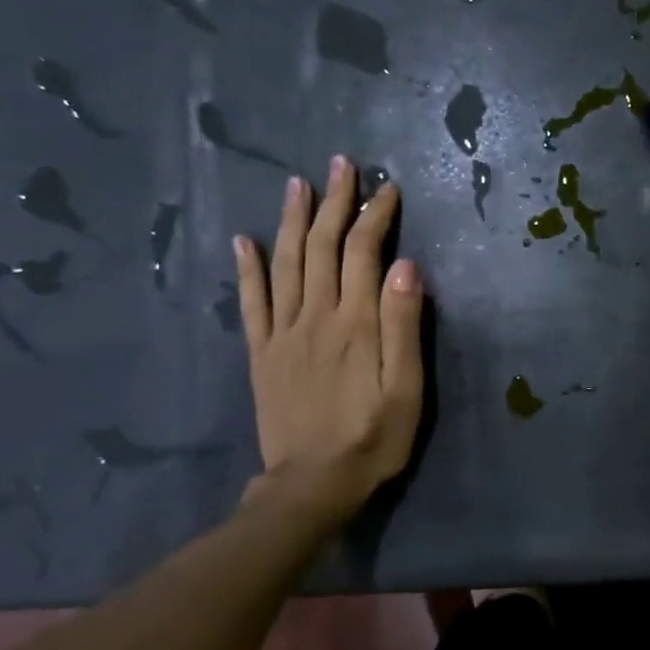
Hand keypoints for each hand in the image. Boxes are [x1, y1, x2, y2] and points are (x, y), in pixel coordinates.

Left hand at [234, 156, 424, 537]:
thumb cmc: (373, 438)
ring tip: (296, 184)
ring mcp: (283, 332)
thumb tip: (407, 266)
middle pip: (322, 246)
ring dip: (291, 220)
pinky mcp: (261, 352)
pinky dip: (246, 268)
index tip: (386, 188)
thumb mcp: (406, 389)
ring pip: (285, 263)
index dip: (375, 216)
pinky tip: (242, 240)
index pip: (364, 253)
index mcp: (356, 323)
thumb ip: (404, 326)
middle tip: (341, 165)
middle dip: (333, 202)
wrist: (311, 484)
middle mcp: (316, 316)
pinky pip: (251, 302)